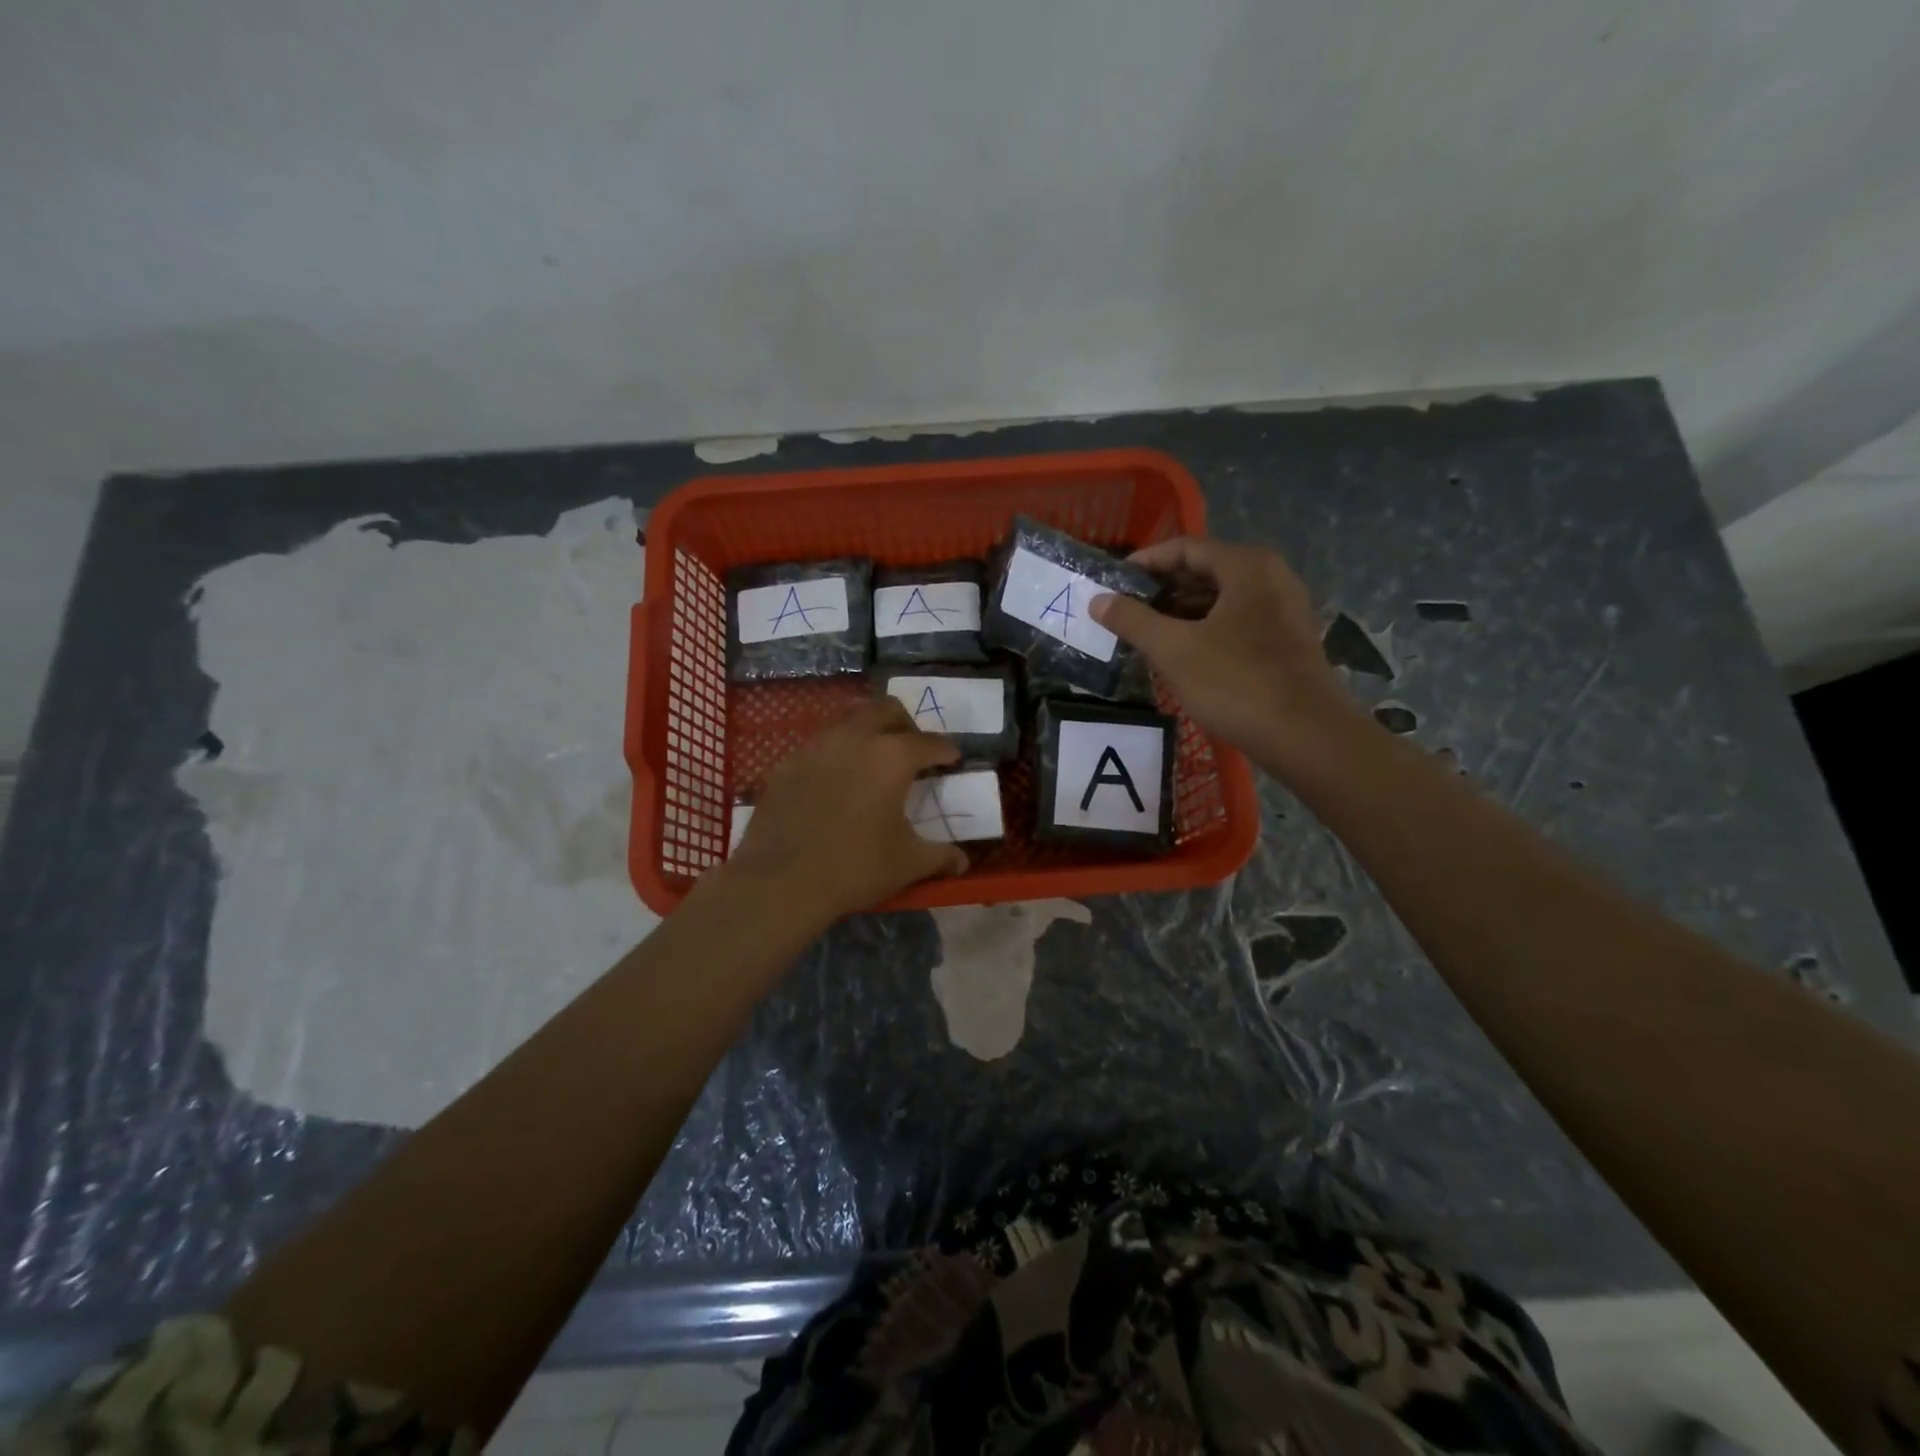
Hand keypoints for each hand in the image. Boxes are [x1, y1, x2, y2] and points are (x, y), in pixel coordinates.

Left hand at [726, 699, 968, 919]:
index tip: (953, 759)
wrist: (780, 882)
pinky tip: (836, 783)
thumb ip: (940, 856)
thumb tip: (962, 861)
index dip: (946, 750)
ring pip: (849, 721)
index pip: (929, 742)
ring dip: (867, 733)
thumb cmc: (855, 867)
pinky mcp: (787, 764)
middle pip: (886, 710)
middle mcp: (854, 738)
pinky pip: (819, 747)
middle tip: (913, 750)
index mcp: (892, 756)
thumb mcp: (908, 864)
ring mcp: (816, 747)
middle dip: (906, 724)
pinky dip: (836, 755)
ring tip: (873, 762)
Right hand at [1091, 536, 1358, 763]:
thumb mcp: (1174, 650)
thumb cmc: (1236, 683)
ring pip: (1220, 599)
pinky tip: (1179, 655)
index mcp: (1246, 566)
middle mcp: (1270, 577)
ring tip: (1144, 635)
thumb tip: (1097, 600)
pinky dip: (1204, 630)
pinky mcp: (1287, 641)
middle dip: (1160, 590)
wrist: (1306, 736)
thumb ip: (1133, 620)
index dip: (1144, 562)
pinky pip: (1236, 622)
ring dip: (1180, 613)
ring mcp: (1283, 610)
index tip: (1112, 583)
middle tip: (1123, 611)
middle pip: (1204, 571)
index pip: (1184, 548)